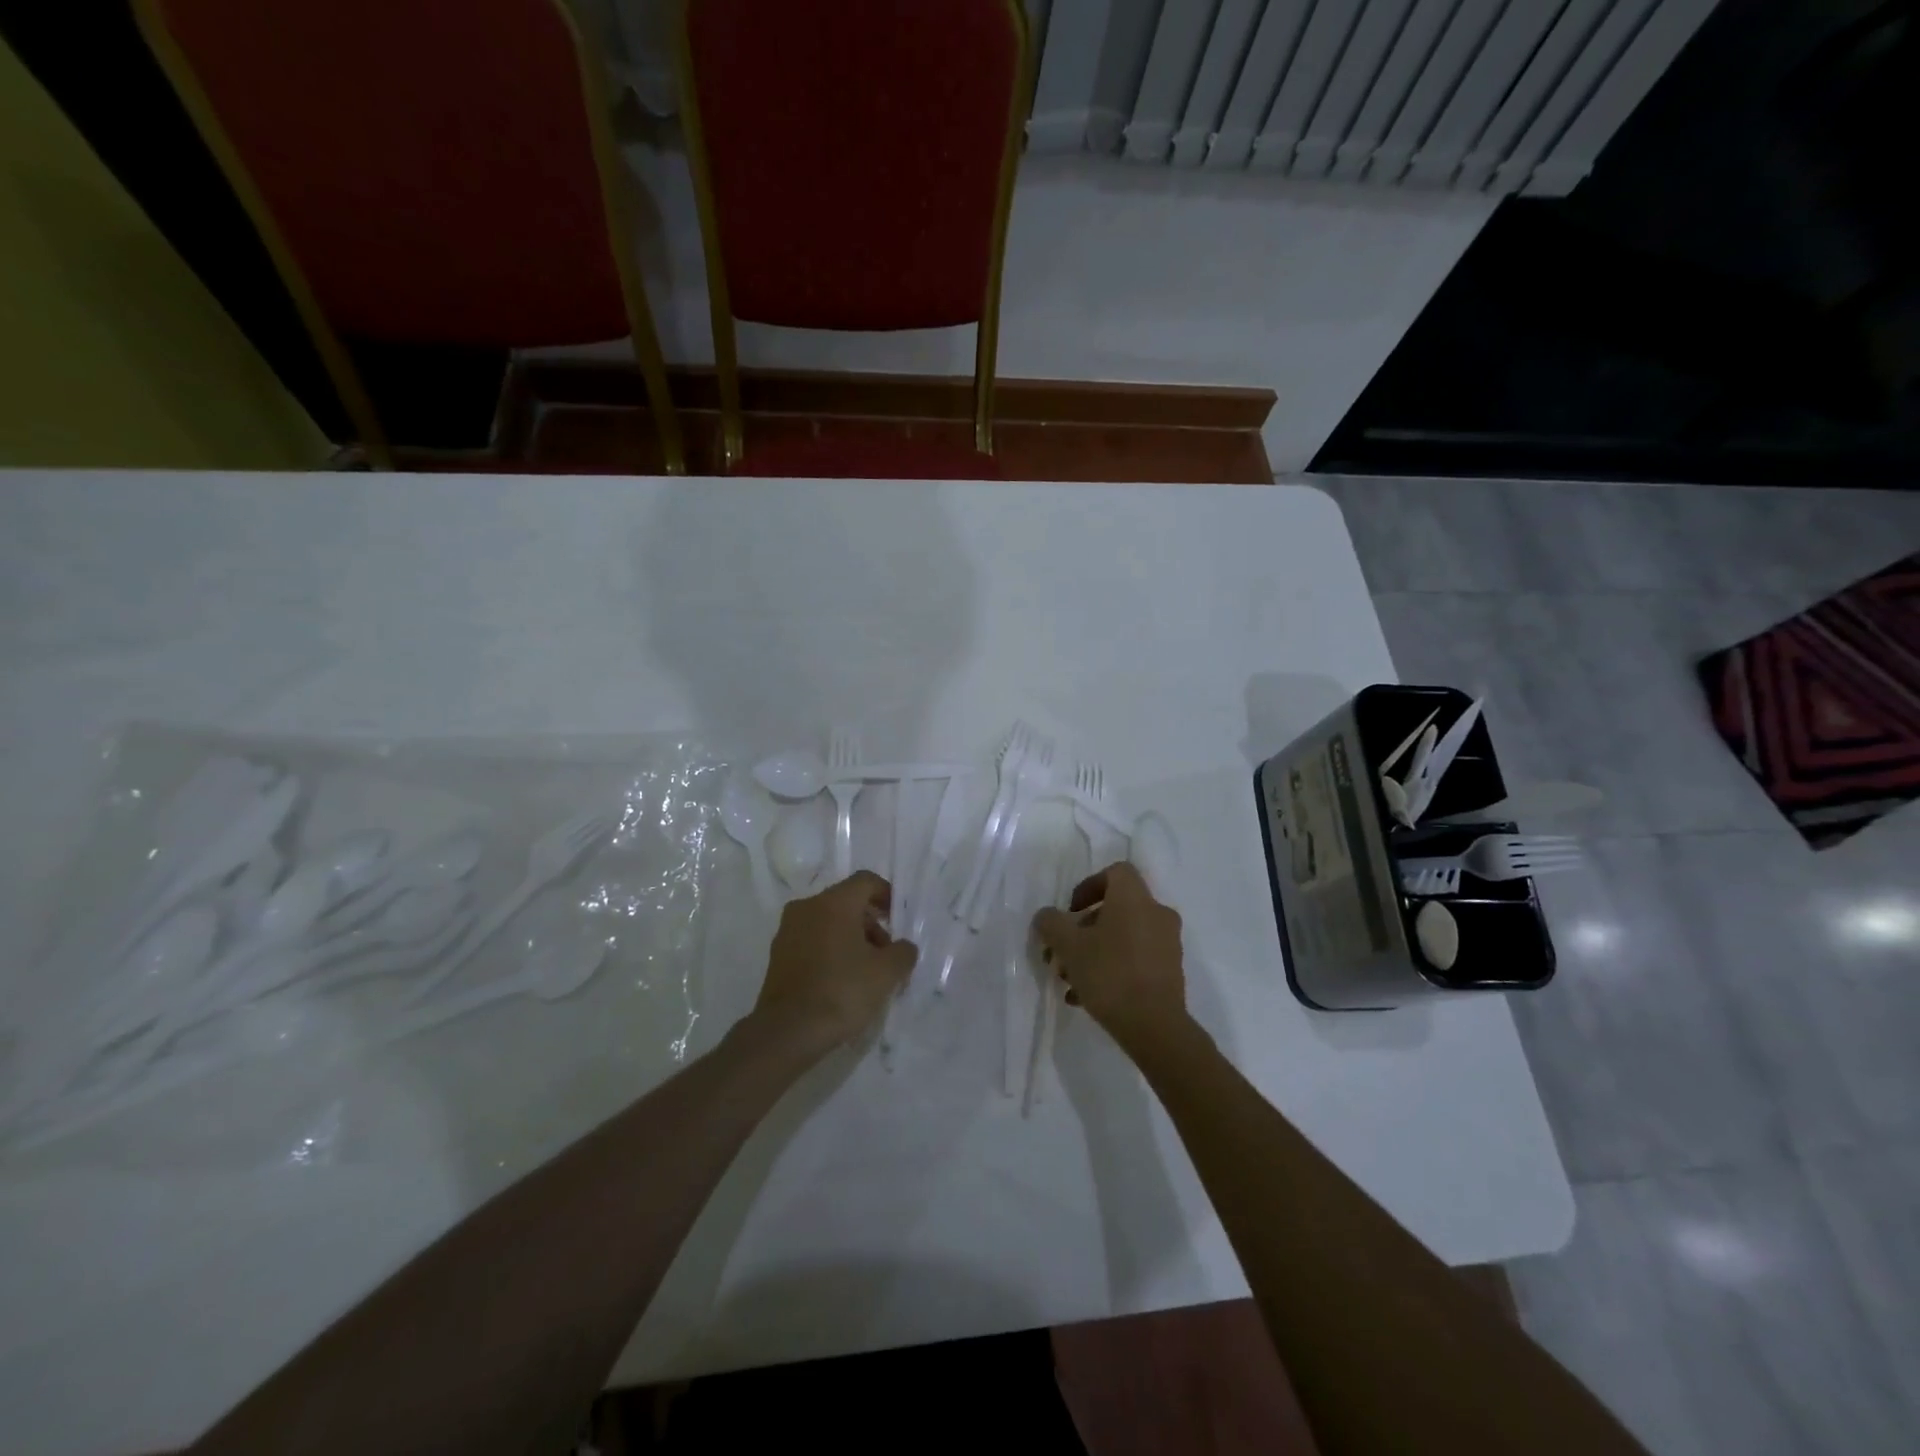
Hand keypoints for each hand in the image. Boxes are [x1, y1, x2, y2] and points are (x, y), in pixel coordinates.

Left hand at [752, 871, 916, 1053]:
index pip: (865, 881)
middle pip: (847, 902)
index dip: (887, 895)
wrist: (787, 1032)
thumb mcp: (886, 973)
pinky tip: (842, 981)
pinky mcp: (778, 955)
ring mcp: (788, 931)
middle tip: (886, 954)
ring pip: (828, 922)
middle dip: (871, 924)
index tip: (898, 920)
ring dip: (851, 939)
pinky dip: (831, 951)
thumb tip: (903, 947)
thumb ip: (903, 952)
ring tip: (866, 973)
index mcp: (833, 903)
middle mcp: (807, 907)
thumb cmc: (841, 992)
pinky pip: (812, 941)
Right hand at [1032, 862, 1186, 1055]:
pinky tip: (1087, 998)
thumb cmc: (1109, 974)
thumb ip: (1051, 924)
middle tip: (1063, 953)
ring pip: (1123, 937)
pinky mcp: (1170, 971)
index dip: (1089, 886)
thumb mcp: (1068, 946)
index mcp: (1134, 898)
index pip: (1115, 872)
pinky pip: (1136, 960)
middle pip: (1116, 909)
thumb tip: (1046, 916)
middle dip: (1084, 930)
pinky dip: (1112, 970)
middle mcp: (1156, 913)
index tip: (1071, 912)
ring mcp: (1167, 944)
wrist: (1155, 1026)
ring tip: (1070, 981)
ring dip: (1094, 953)